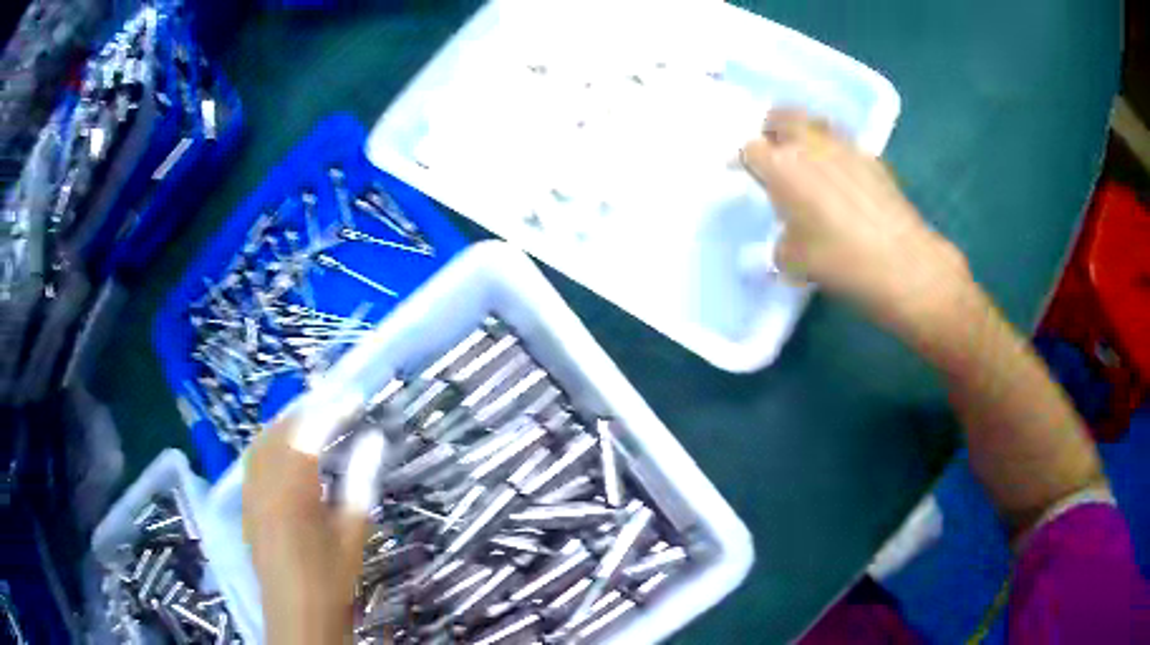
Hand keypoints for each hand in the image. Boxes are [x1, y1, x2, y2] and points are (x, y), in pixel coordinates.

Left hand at [243, 419, 369, 644]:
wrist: (297, 611)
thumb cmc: (330, 575)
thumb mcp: (353, 531)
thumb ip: (361, 480)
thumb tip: (373, 439)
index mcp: (293, 487)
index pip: (310, 430)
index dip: (332, 408)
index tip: (354, 397)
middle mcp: (265, 480)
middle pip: (281, 428)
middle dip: (308, 409)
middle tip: (336, 404)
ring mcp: (250, 489)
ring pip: (263, 439)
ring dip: (287, 422)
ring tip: (313, 418)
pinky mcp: (246, 501)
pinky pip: (253, 457)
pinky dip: (270, 441)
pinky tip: (285, 448)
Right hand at [741, 109, 970, 330]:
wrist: (901, 263)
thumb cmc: (839, 261)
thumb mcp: (793, 262)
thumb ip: (781, 243)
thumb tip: (788, 237)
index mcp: (782, 166)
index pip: (750, 149)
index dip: (744, 161)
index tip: (744, 174)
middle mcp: (810, 145)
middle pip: (782, 116)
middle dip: (772, 129)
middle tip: (773, 151)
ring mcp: (845, 146)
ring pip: (815, 122)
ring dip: (805, 133)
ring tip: (808, 158)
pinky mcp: (873, 157)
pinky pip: (845, 143)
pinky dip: (836, 152)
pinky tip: (843, 178)